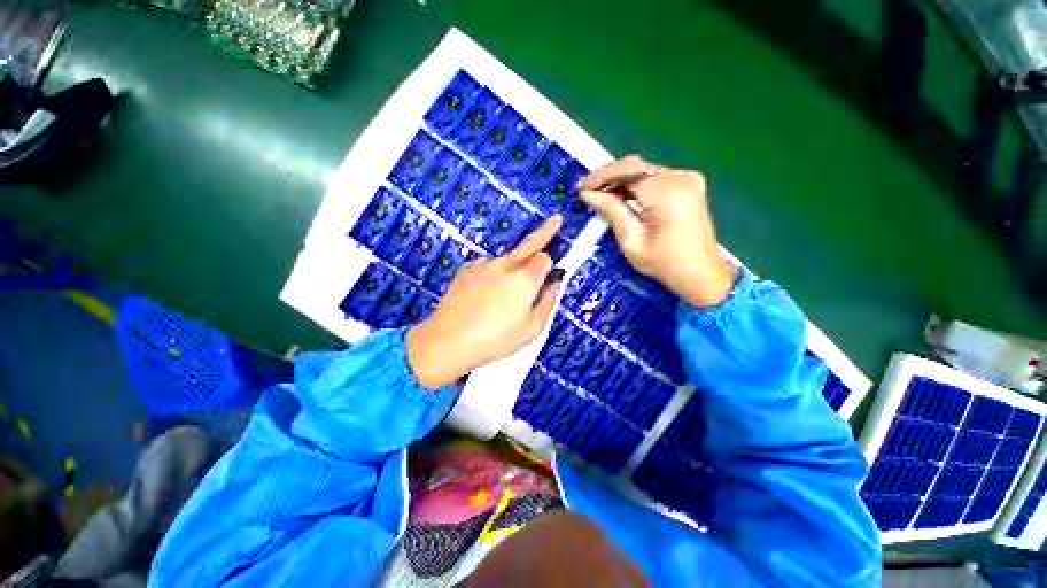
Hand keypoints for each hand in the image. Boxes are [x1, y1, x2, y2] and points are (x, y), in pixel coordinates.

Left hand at [406, 216, 563, 389]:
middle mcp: (505, 265)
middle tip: (555, 220)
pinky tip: (482, 298)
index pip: (545, 258)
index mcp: (524, 279)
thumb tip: (554, 284)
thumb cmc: (495, 339)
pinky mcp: (467, 268)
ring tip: (499, 300)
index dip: (550, 266)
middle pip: (529, 243)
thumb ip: (548, 302)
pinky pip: (487, 267)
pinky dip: (491, 276)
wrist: (448, 340)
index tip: (551, 274)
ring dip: (511, 270)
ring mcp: (483, 264)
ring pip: (506, 260)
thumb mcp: (531, 329)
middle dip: (544, 232)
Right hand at [579, 155, 737, 307]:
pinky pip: (655, 178)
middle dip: (609, 177)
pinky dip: (636, 185)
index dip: (601, 176)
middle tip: (588, 192)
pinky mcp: (689, 185)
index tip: (581, 187)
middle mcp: (680, 176)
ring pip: (645, 171)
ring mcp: (688, 178)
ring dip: (622, 181)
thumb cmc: (663, 263)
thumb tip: (588, 193)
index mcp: (666, 191)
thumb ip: (611, 211)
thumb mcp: (631, 240)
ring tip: (601, 196)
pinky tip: (623, 197)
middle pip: (636, 167)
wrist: (702, 275)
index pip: (627, 170)